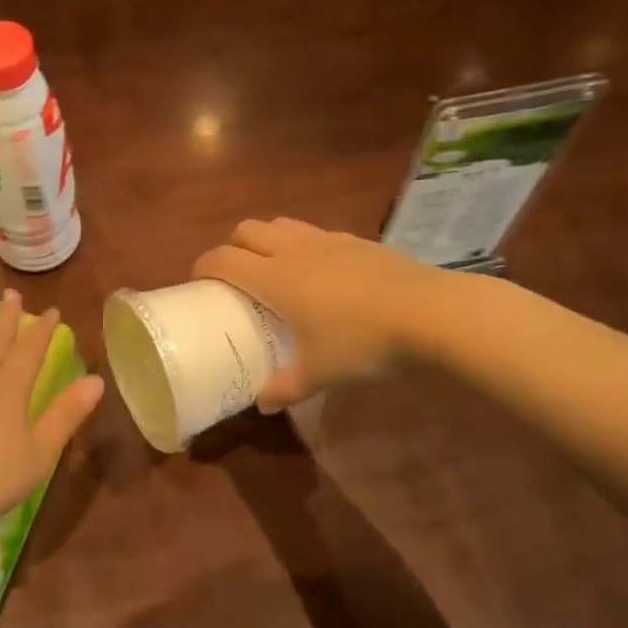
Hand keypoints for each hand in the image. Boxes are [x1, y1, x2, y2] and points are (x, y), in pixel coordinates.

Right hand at [192, 218, 456, 409]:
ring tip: (273, 267)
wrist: (429, 312)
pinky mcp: (356, 240)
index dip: (202, 266)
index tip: (197, 281)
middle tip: (234, 275)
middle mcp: (293, 250)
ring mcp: (326, 240)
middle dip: (231, 246)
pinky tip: (319, 271)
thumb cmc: (362, 342)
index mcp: (274, 279)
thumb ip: (286, 388)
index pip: (223, 260)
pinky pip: (314, 232)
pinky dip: (302, 243)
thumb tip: (263, 404)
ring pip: (281, 224)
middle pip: (247, 230)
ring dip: (266, 239)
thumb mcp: (320, 374)